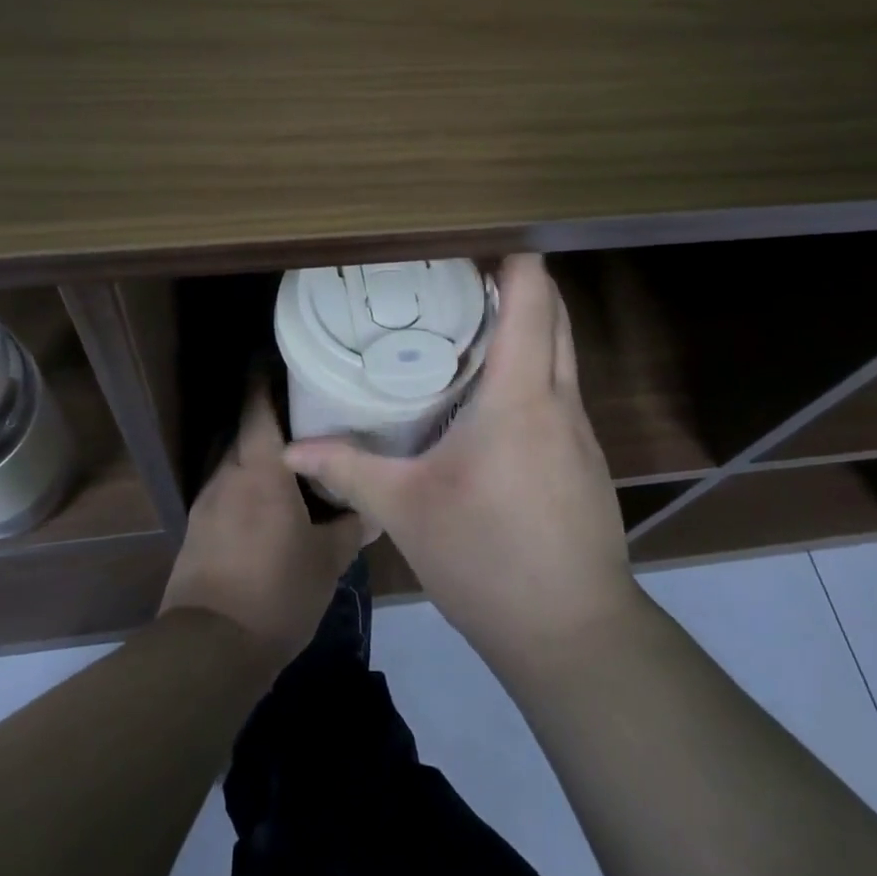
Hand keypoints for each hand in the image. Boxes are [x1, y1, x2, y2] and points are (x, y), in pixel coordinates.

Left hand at [160, 385, 365, 663]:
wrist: (209, 650)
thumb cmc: (276, 592)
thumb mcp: (327, 561)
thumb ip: (351, 528)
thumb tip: (374, 510)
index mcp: (260, 470)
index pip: (257, 407)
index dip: (265, 379)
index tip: (284, 361)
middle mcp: (227, 476)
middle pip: (245, 432)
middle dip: (269, 419)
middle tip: (307, 415)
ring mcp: (207, 504)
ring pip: (234, 464)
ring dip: (258, 458)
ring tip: (293, 461)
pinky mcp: (198, 532)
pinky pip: (226, 493)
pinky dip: (247, 488)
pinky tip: (269, 506)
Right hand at [282, 254, 637, 667]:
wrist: (575, 636)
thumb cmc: (488, 559)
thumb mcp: (407, 511)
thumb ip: (348, 470)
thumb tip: (290, 450)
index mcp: (521, 395)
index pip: (533, 296)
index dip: (511, 255)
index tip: (470, 239)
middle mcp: (560, 398)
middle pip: (554, 312)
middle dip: (516, 281)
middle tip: (458, 275)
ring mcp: (581, 430)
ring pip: (562, 350)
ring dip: (527, 325)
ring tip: (468, 323)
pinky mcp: (585, 458)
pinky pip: (561, 388)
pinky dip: (533, 367)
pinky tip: (491, 395)